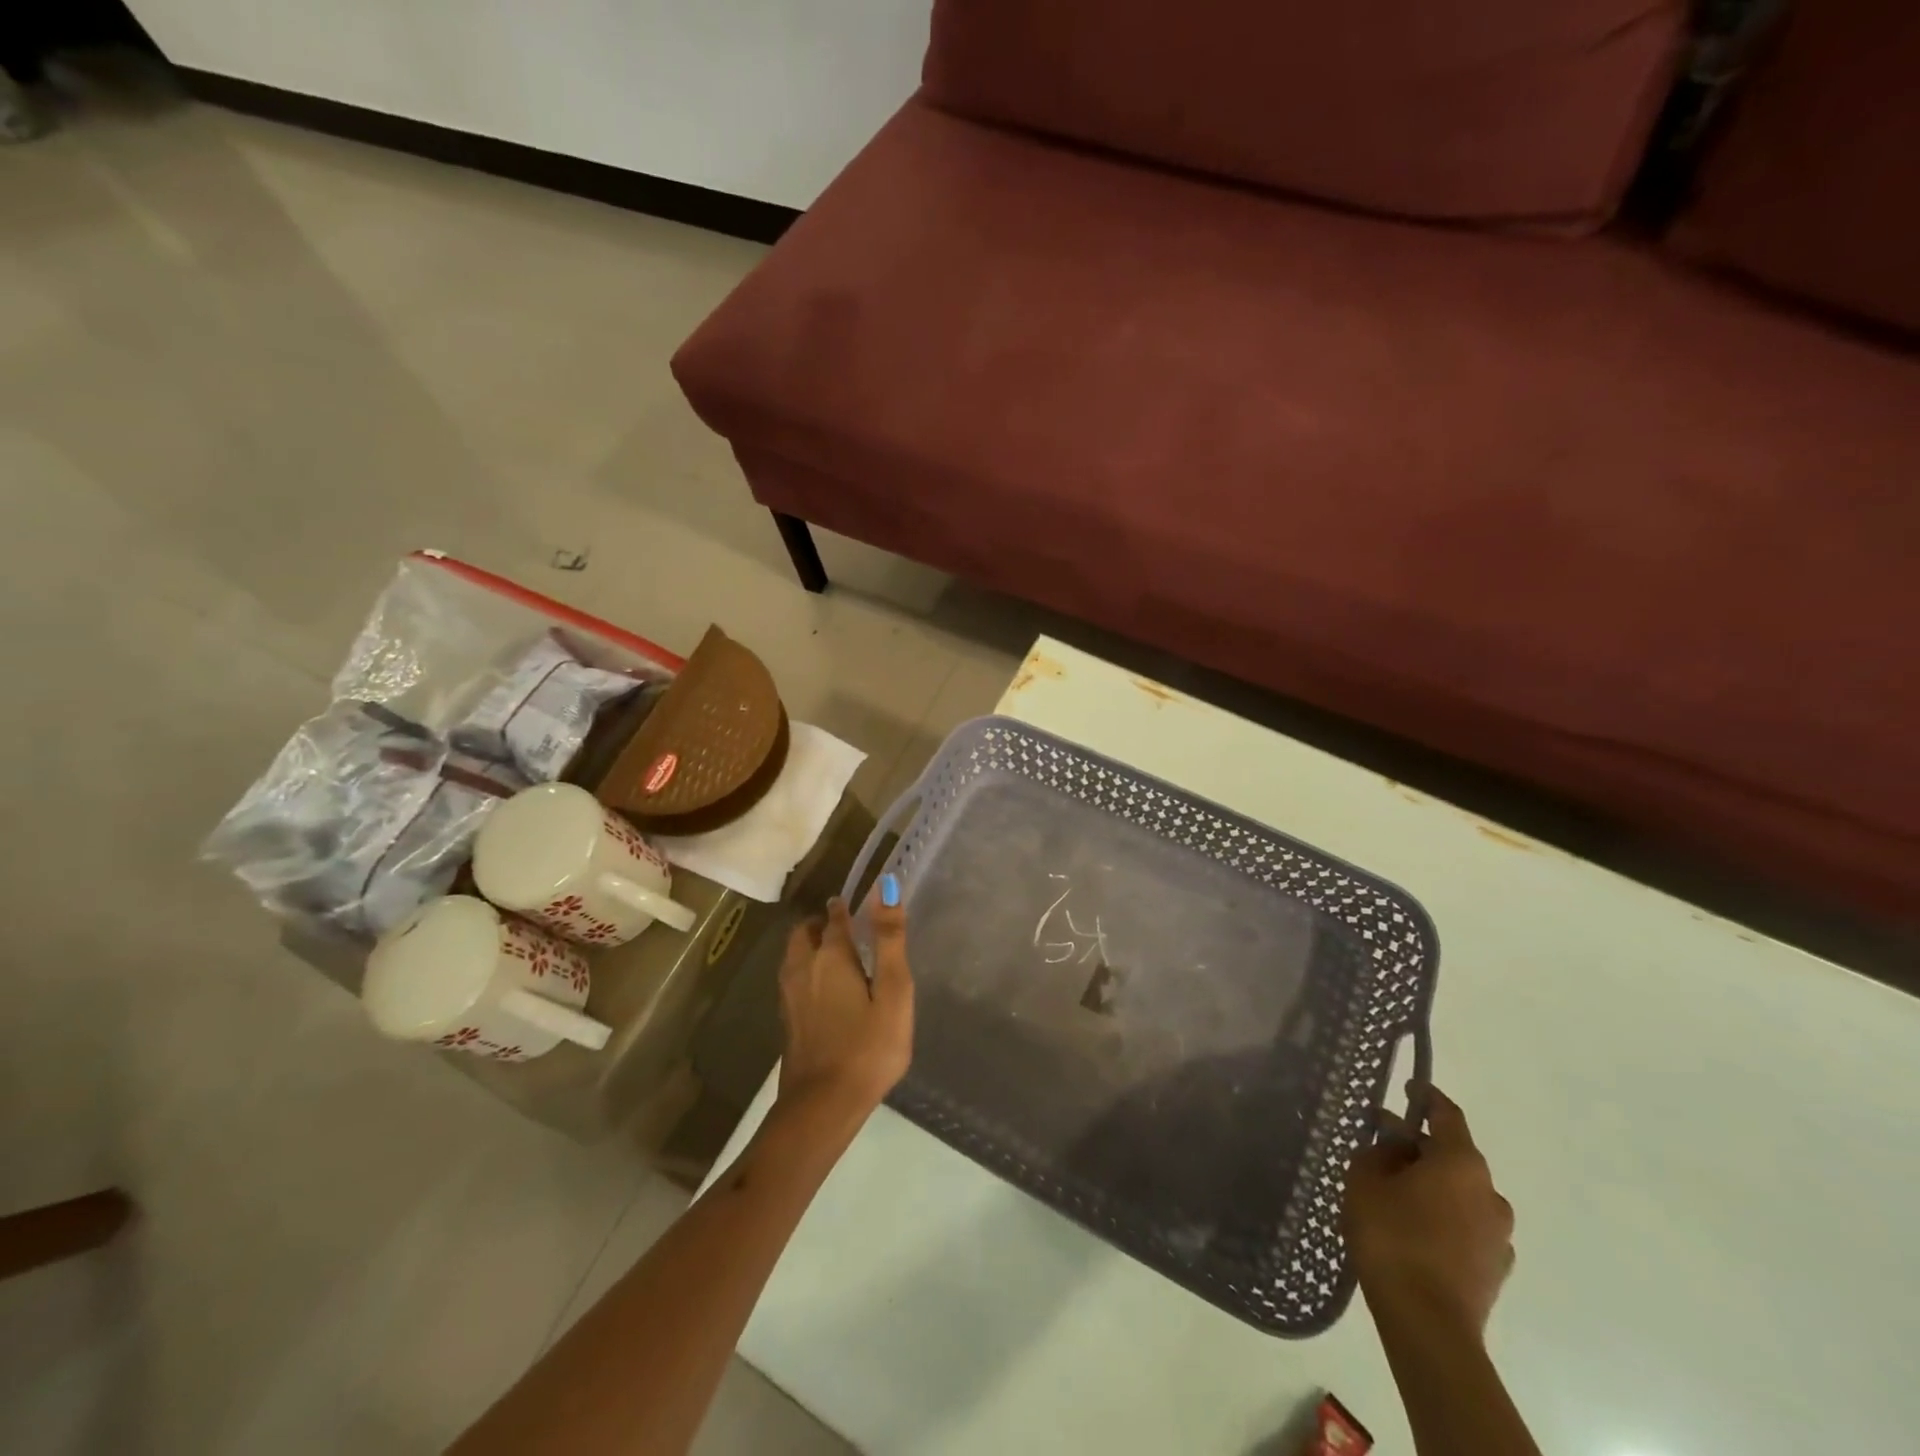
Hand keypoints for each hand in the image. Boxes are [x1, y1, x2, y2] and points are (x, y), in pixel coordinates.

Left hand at [775, 895, 912, 1118]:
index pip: (834, 918)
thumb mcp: (893, 992)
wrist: (823, 1105)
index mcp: (831, 956)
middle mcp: (803, 968)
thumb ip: (890, 940)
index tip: (853, 903)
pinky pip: (792, 979)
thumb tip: (885, 888)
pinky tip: (822, 990)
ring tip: (833, 955)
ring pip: (794, 955)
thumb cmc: (869, 1047)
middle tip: (843, 927)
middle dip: (820, 924)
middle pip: (804, 933)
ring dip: (809, 946)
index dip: (844, 907)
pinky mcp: (786, 1020)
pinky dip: (805, 970)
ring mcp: (789, 996)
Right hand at [1344, 1087, 1513, 1339]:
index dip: (1426, 1096)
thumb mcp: (1366, 1180)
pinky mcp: (1495, 1267)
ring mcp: (1498, 1234)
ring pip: (1459, 1192)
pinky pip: (1465, 1224)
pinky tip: (1412, 1226)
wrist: (1428, 1324)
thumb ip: (1379, 1153)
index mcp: (1461, 1163)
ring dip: (1430, 1183)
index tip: (1410, 1086)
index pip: (1447, 1115)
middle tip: (1381, 1142)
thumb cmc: (1392, 1236)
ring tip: (1392, 1189)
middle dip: (1418, 1144)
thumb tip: (1394, 1147)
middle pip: (1452, 1154)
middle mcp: (1489, 1192)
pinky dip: (1441, 1214)